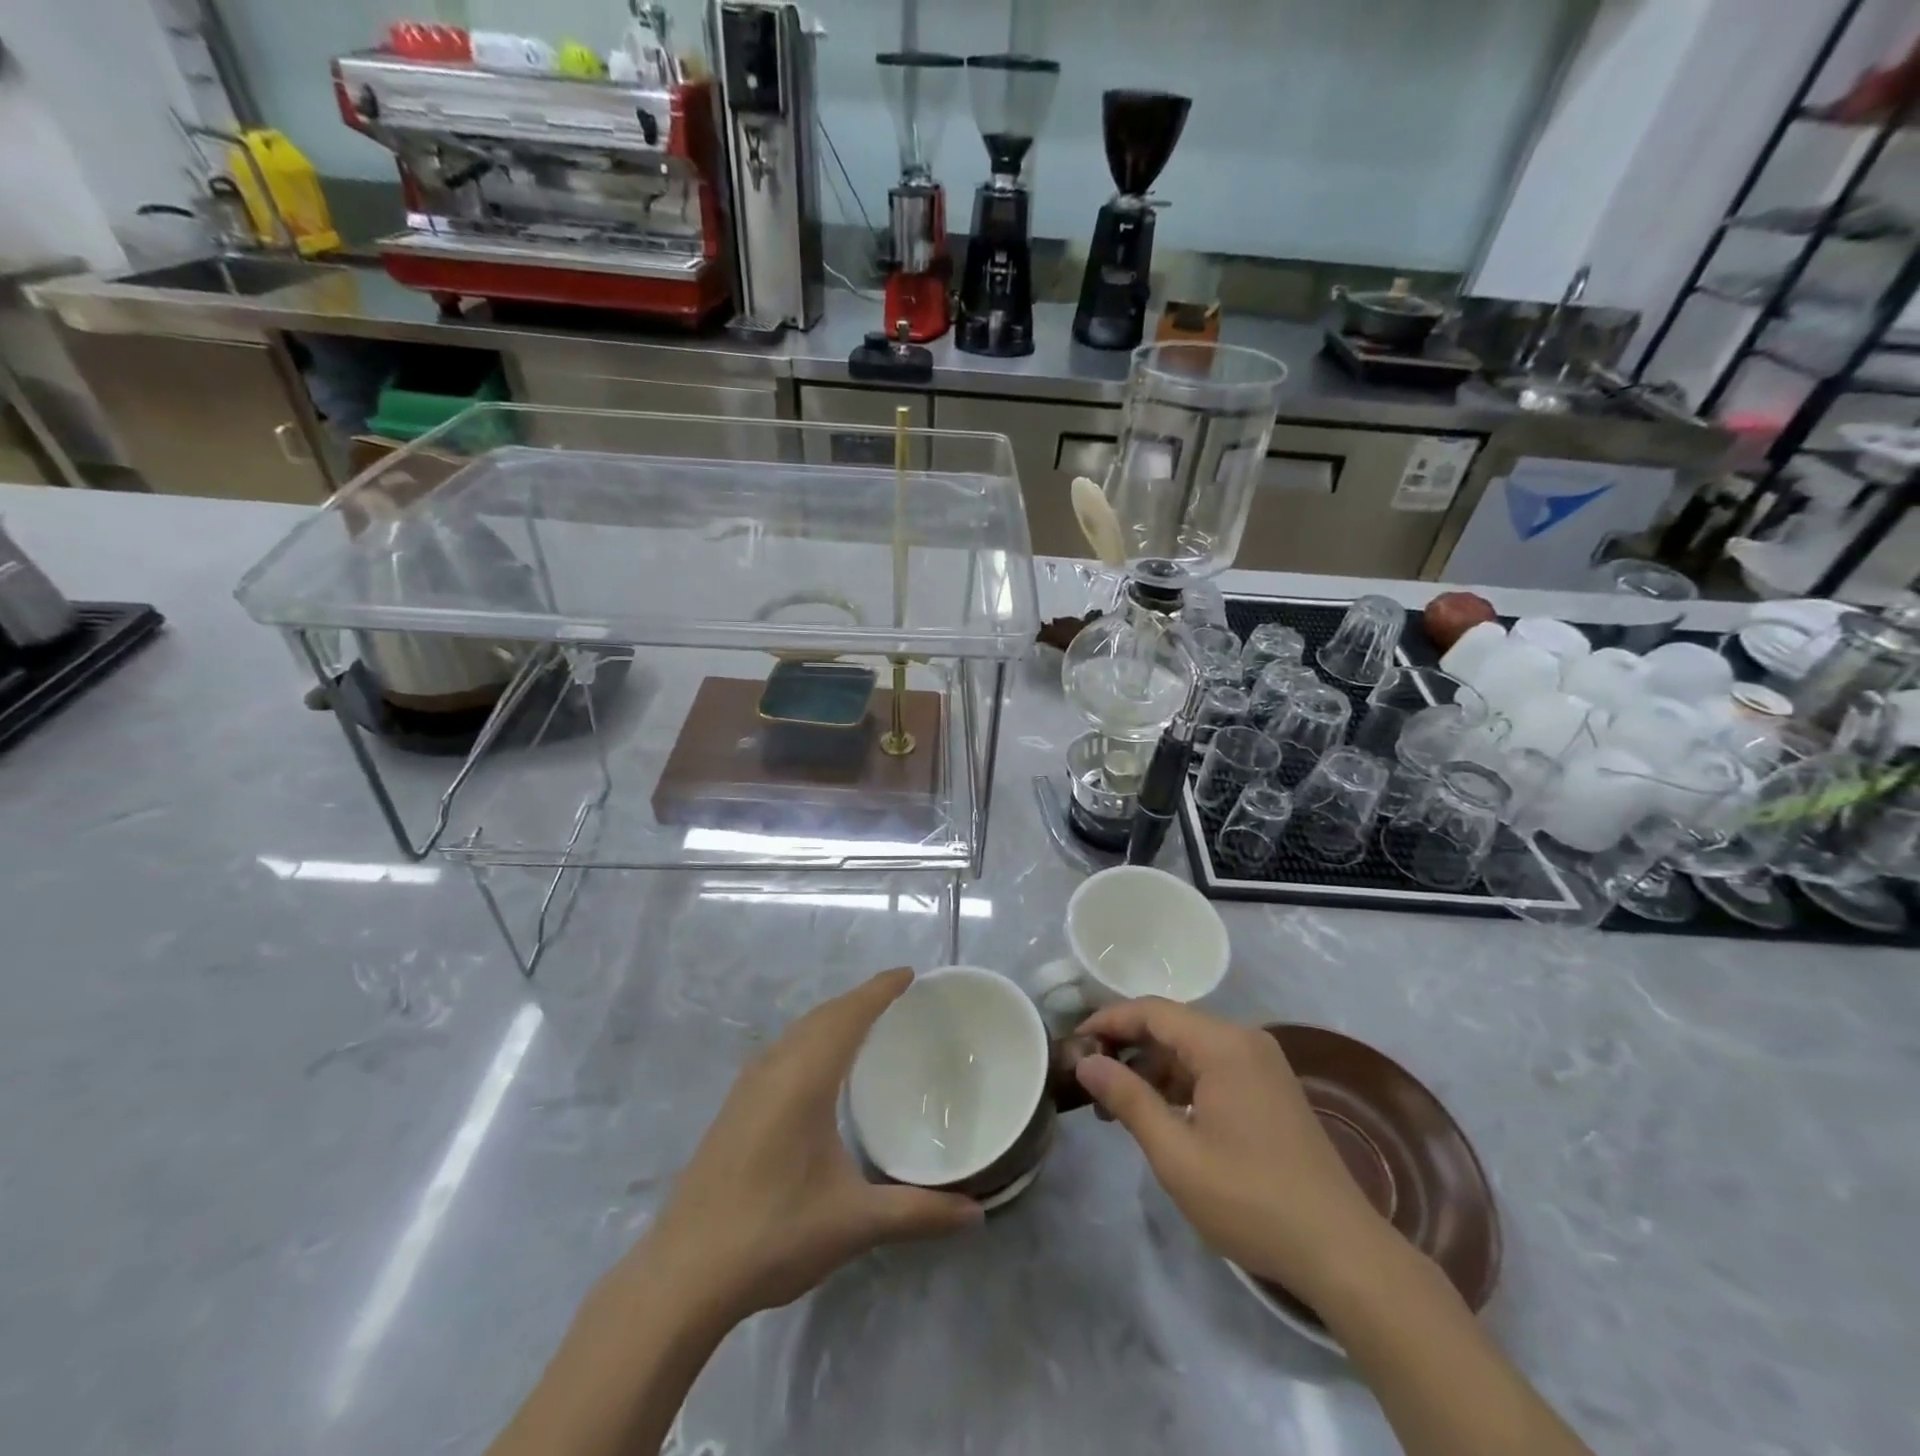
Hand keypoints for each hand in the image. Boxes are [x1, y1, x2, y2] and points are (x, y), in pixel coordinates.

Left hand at [637, 969, 981, 1324]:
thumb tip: (977, 1214)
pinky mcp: (734, 1106)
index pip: (848, 1015)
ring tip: (866, 1023)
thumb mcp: (853, 1223)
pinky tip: (820, 1067)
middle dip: (860, 999)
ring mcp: (747, 1086)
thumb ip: (917, 1212)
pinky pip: (783, 1049)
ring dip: (833, 1017)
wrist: (683, 1274)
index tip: (909, 974)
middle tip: (898, 998)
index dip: (879, 990)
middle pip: (823, 1015)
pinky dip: (811, 1038)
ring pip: (798, 1031)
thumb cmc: (774, 1235)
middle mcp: (774, 1068)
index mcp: (804, 1079)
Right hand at [1074, 998, 1392, 1306]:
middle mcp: (1245, 1040)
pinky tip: (1161, 1114)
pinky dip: (1181, 1082)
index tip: (1074, 1042)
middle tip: (1089, 1079)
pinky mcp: (1271, 1089)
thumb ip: (1128, 1099)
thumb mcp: (1176, 1153)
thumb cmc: (1250, 1199)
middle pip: (1172, 1025)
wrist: (1341, 1251)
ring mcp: (1262, 1064)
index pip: (1151, 1011)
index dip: (1108, 1020)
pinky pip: (1213, 1067)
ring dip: (1152, 1069)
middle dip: (1127, 1047)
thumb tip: (1086, 1061)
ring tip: (1116, 1105)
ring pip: (1191, 1048)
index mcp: (1223, 1044)